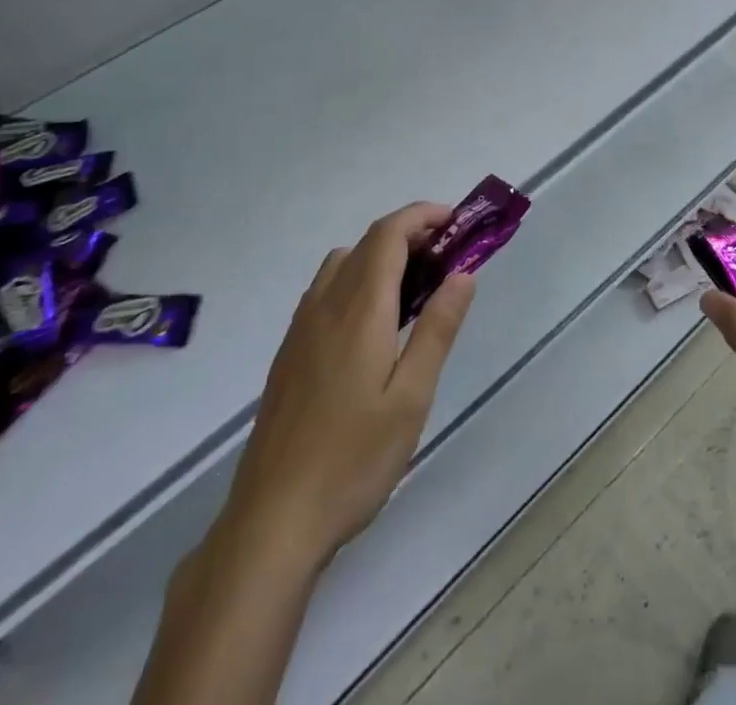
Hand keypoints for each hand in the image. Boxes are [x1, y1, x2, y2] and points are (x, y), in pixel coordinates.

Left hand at [223, 202, 475, 567]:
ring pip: (343, 264)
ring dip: (381, 256)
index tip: (456, 222)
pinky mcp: (289, 352)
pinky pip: (326, 291)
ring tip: (415, 290)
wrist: (272, 520)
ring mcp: (301, 328)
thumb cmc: (353, 460)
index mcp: (359, 309)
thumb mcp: (411, 398)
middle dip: (409, 235)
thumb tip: (463, 274)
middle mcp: (326, 305)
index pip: (389, 234)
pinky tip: (374, 327)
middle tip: (447, 258)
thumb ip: (437, 329)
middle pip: (367, 243)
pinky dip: (358, 280)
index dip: (422, 216)